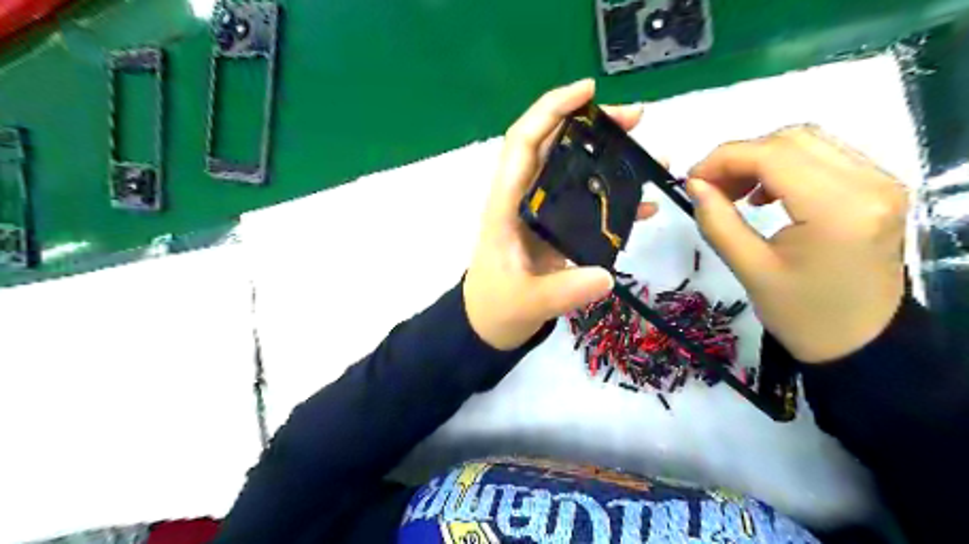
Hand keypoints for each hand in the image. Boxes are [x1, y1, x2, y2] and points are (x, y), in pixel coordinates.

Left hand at [461, 81, 649, 351]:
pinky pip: (587, 202)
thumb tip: (606, 276)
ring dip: (611, 158)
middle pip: (555, 146)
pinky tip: (645, 204)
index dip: (550, 110)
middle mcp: (524, 199)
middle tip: (637, 120)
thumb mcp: (527, 302)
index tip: (588, 92)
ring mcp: (542, 213)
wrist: (491, 323)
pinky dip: (614, 198)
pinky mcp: (557, 228)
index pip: (524, 143)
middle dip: (593, 125)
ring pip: (574, 170)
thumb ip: (563, 291)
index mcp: (506, 205)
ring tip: (652, 156)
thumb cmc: (497, 307)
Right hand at [689, 125, 908, 362]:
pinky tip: (765, 194)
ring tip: (733, 191)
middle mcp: (869, 183)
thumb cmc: (801, 314)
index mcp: (838, 209)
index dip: (723, 159)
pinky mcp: (878, 188)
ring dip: (760, 158)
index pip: (773, 155)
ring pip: (808, 142)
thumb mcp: (749, 269)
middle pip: (792, 139)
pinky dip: (785, 166)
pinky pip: (824, 157)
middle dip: (739, 156)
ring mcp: (880, 182)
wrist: (859, 341)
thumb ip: (717, 221)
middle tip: (709, 187)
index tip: (691, 180)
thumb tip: (694, 184)